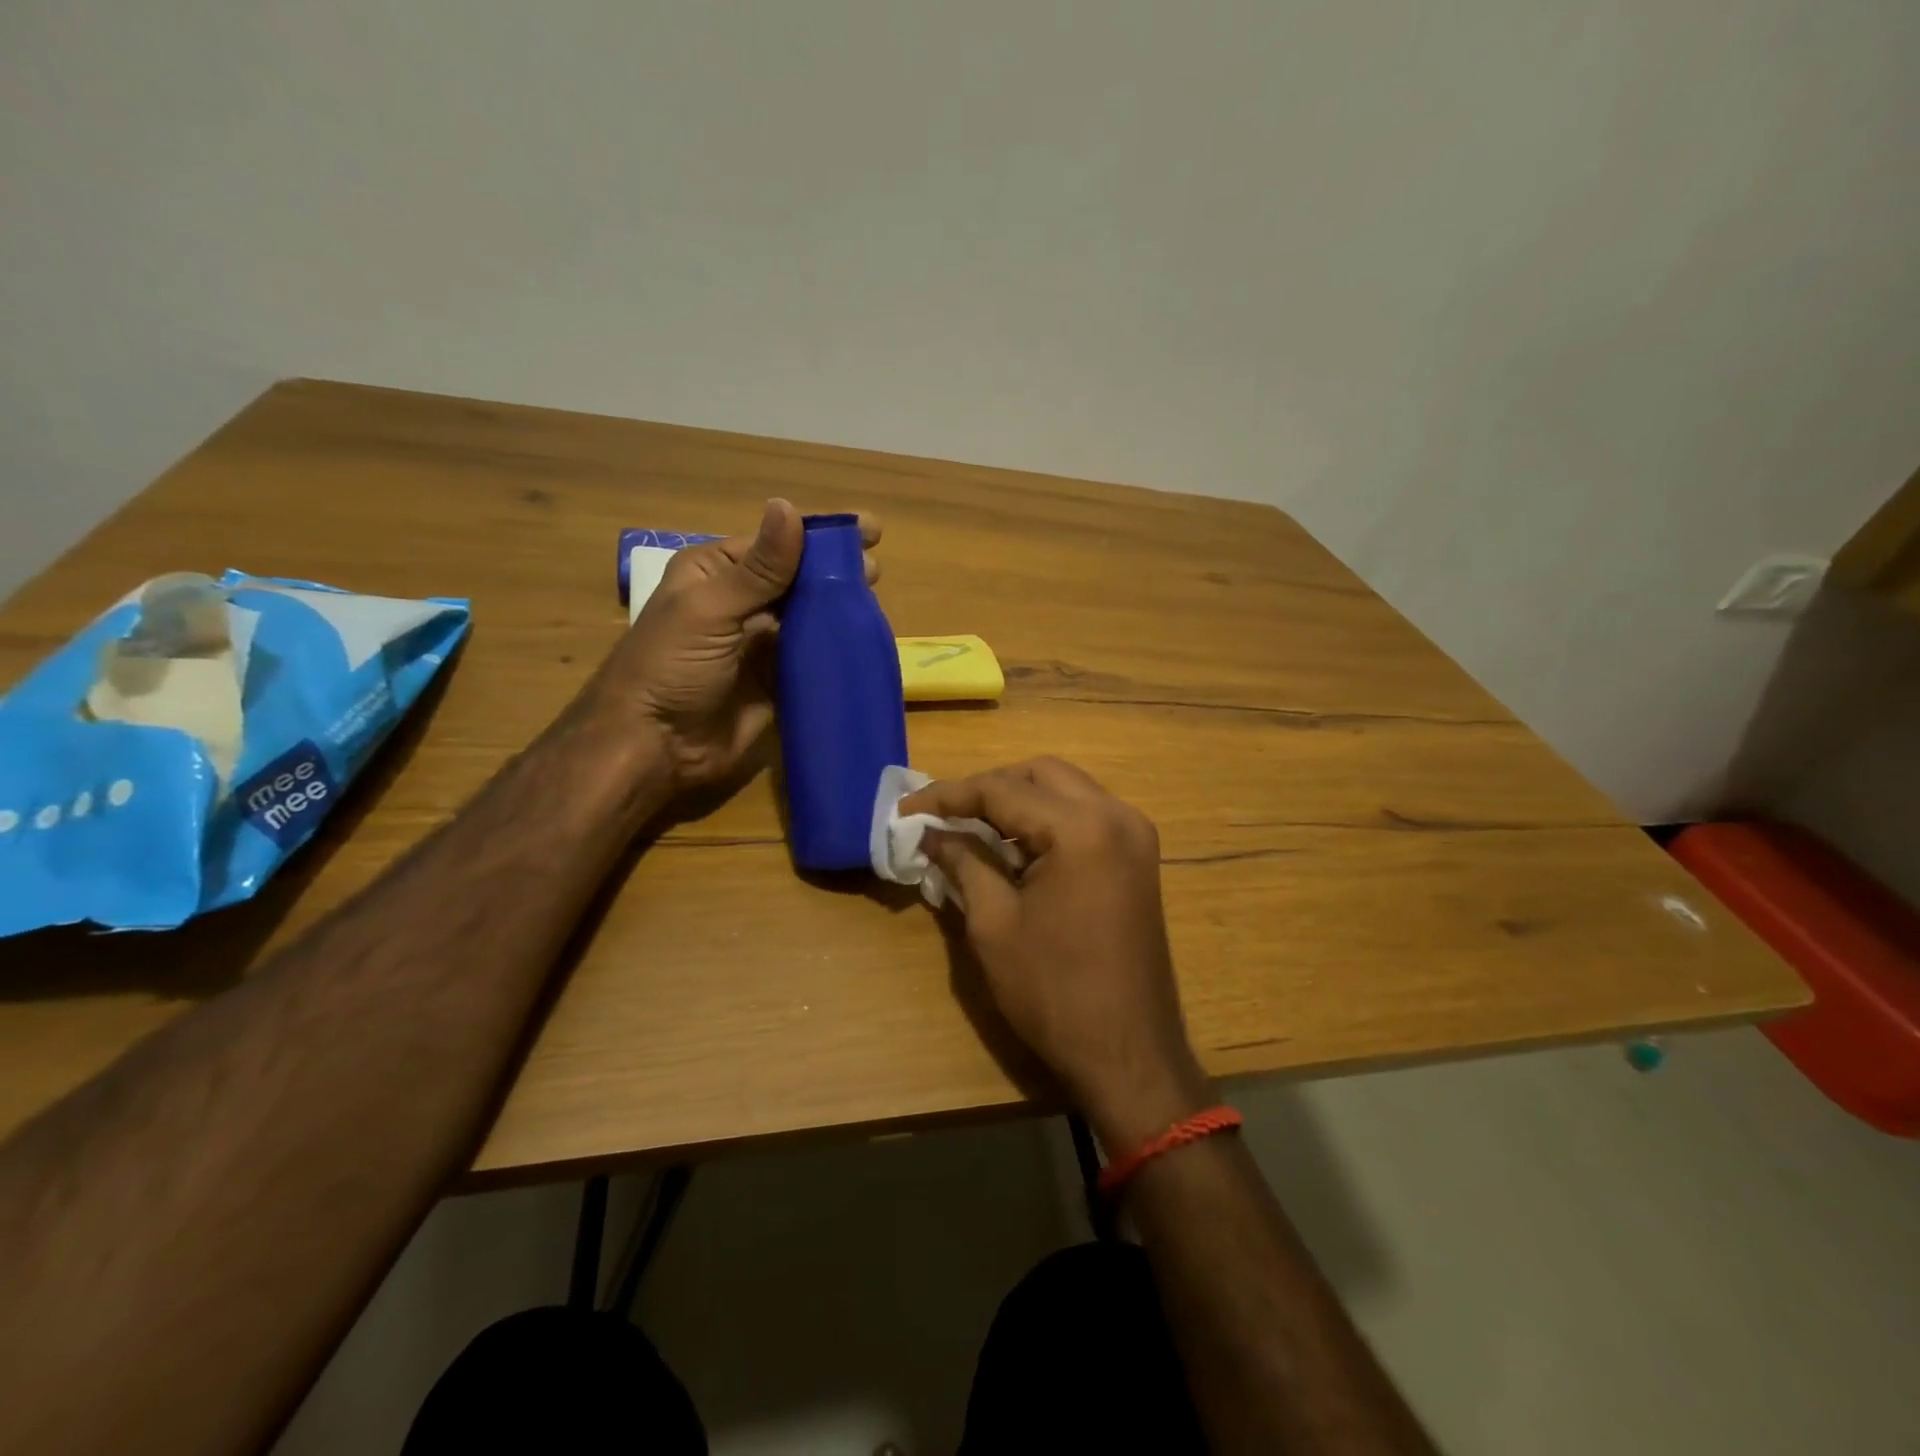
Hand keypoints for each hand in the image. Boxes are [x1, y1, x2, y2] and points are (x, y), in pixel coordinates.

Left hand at [594, 499, 879, 793]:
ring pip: (810, 616)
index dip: (820, 533)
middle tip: (875, 571)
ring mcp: (761, 644)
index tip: (869, 529)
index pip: (777, 543)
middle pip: (798, 578)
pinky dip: (837, 648)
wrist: (655, 747)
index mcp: (716, 573)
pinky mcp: (777, 681)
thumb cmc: (670, 668)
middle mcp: (741, 603)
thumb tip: (789, 506)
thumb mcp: (710, 610)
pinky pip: (813, 658)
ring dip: (841, 608)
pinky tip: (866, 641)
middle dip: (836, 570)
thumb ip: (758, 568)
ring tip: (876, 602)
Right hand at [900, 758, 1212, 1151]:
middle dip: (987, 788)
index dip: (948, 795)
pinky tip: (1015, 848)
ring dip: (1017, 801)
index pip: (1002, 790)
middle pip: (1039, 774)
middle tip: (944, 817)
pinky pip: (1085, 814)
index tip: (906, 807)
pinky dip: (1046, 819)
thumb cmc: (1054, 992)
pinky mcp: (1138, 856)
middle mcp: (1116, 814)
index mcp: (1081, 828)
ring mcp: (1135, 834)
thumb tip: (930, 831)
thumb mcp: (994, 924)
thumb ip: (962, 861)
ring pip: (1064, 788)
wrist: (1128, 1052)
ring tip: (972, 829)